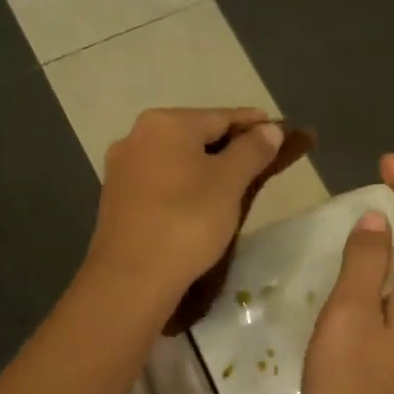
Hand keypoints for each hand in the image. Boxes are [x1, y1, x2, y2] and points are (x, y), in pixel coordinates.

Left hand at [85, 107, 285, 311]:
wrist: (132, 277)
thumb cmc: (188, 220)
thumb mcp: (229, 183)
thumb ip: (252, 150)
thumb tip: (269, 129)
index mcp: (165, 123)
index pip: (220, 116)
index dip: (252, 123)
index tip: (277, 129)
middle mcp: (136, 136)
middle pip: (194, 135)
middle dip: (227, 145)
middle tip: (258, 160)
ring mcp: (122, 168)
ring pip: (175, 159)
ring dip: (204, 166)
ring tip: (232, 183)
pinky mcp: (116, 199)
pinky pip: (159, 181)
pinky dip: (183, 185)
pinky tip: (197, 202)